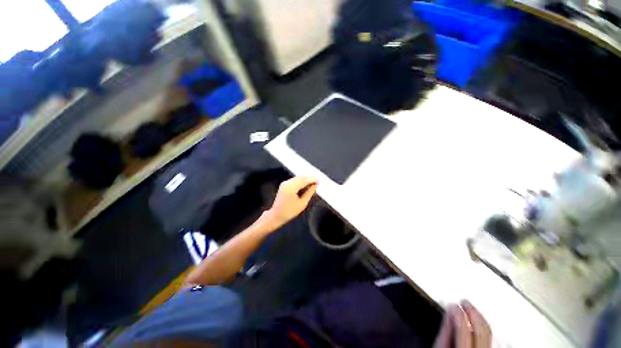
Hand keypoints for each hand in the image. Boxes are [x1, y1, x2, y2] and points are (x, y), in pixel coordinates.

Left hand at [265, 176, 316, 228]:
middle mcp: (287, 182)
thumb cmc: (290, 212)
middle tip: (318, 182)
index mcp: (291, 187)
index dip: (313, 179)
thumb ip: (310, 192)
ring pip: (298, 177)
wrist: (276, 215)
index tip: (321, 181)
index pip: (305, 180)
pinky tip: (306, 186)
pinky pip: (295, 180)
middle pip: (301, 177)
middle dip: (310, 178)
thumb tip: (316, 185)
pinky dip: (301, 181)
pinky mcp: (284, 184)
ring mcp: (285, 183)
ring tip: (313, 184)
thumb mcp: (302, 203)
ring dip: (306, 180)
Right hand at [434, 301, 491, 347]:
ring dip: (480, 318)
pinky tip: (480, 323)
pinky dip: (485, 328)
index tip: (453, 303)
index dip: (458, 312)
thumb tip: (449, 312)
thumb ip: (445, 333)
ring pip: (490, 333)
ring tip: (471, 309)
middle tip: (464, 301)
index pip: (465, 328)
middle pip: (482, 329)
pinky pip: (493, 339)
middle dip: (473, 312)